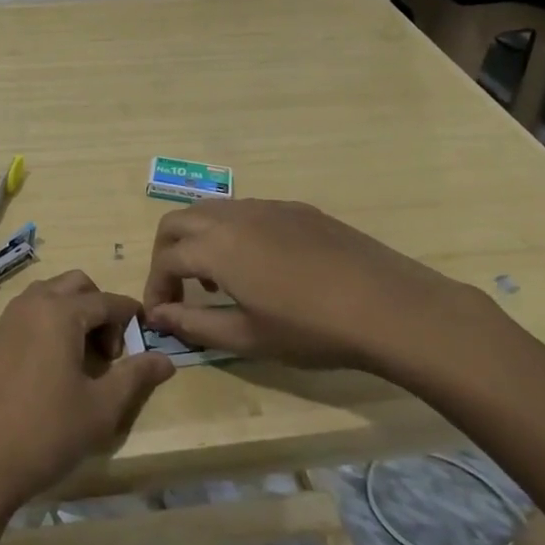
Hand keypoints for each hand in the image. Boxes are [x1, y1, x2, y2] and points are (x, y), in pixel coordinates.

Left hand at [0, 272, 173, 513]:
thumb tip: (165, 360)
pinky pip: (32, 312)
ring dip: (75, 314)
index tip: (145, 344)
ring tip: (85, 361)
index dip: (132, 318)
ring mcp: (9, 318)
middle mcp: (33, 302)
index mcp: (61, 311)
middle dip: (101, 310)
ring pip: (52, 295)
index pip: (108, 300)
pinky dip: (52, 324)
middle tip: (110, 355)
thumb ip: (135, 377)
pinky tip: (56, 368)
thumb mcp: (101, 408)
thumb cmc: (45, 431)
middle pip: (78, 285)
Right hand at [141, 199, 470, 372]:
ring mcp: (266, 207)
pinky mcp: (295, 208)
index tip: (161, 315)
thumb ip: (195, 325)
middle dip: (166, 253)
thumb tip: (158, 316)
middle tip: (178, 290)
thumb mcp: (247, 337)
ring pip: (211, 210)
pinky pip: (245, 211)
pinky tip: (258, 265)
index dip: (156, 287)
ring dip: (198, 239)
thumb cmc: (311, 329)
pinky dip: (231, 232)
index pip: (165, 259)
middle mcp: (232, 216)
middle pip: (177, 222)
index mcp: (215, 247)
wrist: (388, 305)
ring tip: (216, 279)